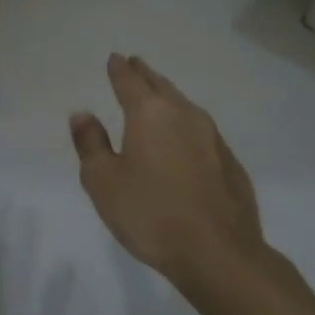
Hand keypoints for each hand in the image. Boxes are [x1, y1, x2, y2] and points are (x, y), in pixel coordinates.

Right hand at [70, 54, 271, 299]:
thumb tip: (83, 115)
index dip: (119, 69)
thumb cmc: (151, 214)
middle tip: (135, 65)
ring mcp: (212, 138)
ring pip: (184, 106)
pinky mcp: (231, 164)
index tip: (115, 59)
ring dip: (168, 97)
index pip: (130, 81)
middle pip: (160, 86)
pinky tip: (184, 140)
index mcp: (149, 113)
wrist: (220, 255)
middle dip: (145, 75)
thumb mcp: (103, 181)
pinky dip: (186, 127)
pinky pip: (202, 132)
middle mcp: (183, 115)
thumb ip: (91, 144)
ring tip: (158, 97)